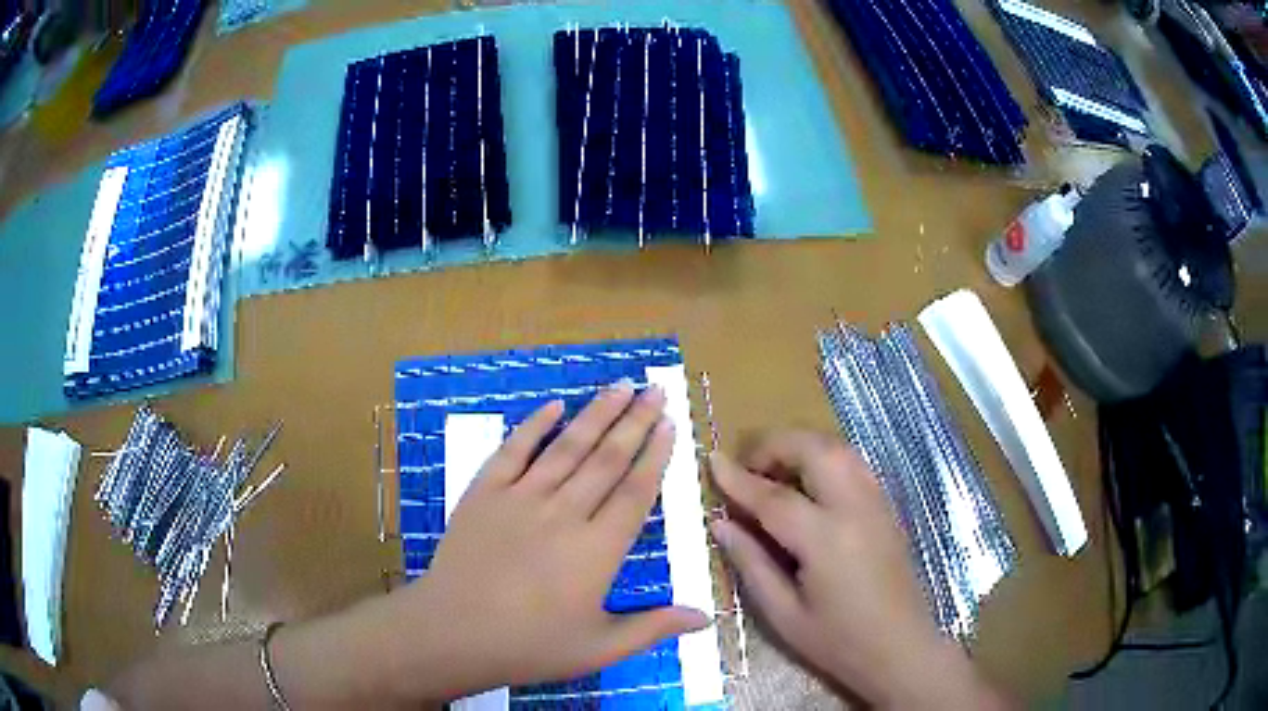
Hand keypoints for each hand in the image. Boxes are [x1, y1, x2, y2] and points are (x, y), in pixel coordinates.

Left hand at [338, 382, 708, 703]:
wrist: (452, 632)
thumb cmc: (530, 645)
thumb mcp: (599, 647)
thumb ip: (654, 628)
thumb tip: (707, 618)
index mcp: (598, 550)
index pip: (635, 491)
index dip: (655, 455)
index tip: (670, 425)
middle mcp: (565, 513)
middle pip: (607, 458)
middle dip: (636, 421)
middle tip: (656, 390)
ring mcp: (522, 497)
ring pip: (568, 446)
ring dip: (596, 413)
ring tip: (621, 386)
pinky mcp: (485, 492)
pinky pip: (514, 450)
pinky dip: (534, 424)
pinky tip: (555, 404)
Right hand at [709, 431, 1005, 709]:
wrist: (901, 648)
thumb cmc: (838, 642)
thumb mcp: (783, 614)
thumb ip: (751, 564)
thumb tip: (720, 524)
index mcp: (826, 540)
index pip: (774, 497)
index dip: (738, 478)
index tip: (711, 460)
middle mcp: (855, 508)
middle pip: (814, 450)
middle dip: (775, 446)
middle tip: (746, 466)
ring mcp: (877, 503)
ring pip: (839, 449)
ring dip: (802, 446)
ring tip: (774, 470)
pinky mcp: (887, 508)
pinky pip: (854, 464)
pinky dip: (825, 457)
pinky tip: (808, 482)